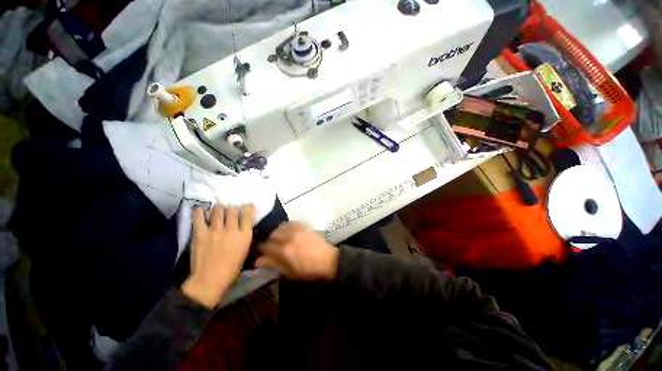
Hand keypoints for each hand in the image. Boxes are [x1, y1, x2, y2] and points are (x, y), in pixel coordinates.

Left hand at [181, 203, 255, 308]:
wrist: (210, 279)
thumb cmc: (231, 267)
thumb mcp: (245, 249)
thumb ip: (244, 235)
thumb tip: (242, 224)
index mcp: (244, 235)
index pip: (248, 215)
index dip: (247, 207)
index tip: (246, 205)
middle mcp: (231, 230)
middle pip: (232, 210)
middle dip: (232, 208)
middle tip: (229, 209)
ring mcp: (215, 231)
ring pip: (218, 211)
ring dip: (219, 208)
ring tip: (217, 209)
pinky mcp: (201, 234)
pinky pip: (199, 218)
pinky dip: (199, 211)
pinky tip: (200, 208)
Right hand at [256, 222, 338, 280]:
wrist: (328, 260)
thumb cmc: (308, 270)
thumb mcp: (290, 272)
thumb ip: (274, 264)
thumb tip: (259, 260)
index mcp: (284, 252)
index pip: (265, 247)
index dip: (261, 250)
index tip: (261, 252)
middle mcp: (288, 238)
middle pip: (271, 236)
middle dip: (268, 242)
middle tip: (270, 247)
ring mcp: (297, 230)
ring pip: (280, 227)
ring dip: (276, 233)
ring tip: (279, 239)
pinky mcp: (304, 226)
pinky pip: (290, 223)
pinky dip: (286, 226)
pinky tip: (287, 232)